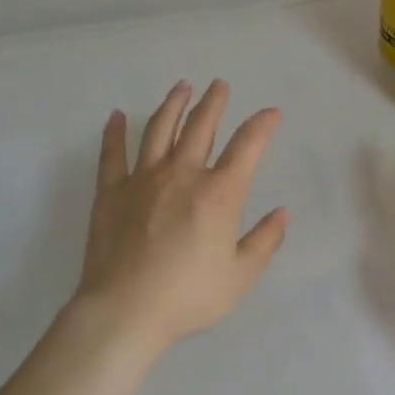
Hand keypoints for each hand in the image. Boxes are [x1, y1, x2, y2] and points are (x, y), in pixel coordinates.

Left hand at [74, 80, 287, 355]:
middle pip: (200, 127)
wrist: (125, 311)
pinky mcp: (112, 191)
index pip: (247, 146)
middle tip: (219, 84)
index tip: (271, 112)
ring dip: (173, 105)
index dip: (262, 125)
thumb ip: (264, 241)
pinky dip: (115, 132)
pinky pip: (113, 154)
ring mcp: (144, 179)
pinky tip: (117, 115)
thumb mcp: (240, 276)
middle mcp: (183, 174)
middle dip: (214, 103)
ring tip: (182, 87)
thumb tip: (282, 213)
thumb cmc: (188, 296)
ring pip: (160, 129)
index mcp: (219, 193)